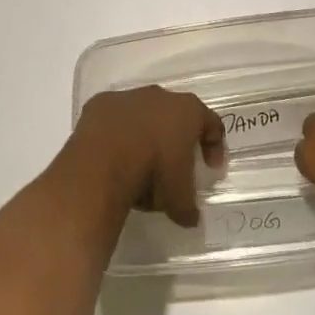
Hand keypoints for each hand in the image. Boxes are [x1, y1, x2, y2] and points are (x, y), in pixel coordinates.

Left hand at [64, 86, 225, 226]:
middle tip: (173, 163)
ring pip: (143, 113)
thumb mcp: (178, 198)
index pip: (212, 124)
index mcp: (188, 111)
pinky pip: (114, 117)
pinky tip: (112, 154)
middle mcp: (160, 96)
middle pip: (176, 114)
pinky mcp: (101, 102)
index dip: (214, 146)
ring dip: (144, 133)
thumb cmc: (153, 173)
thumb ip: (188, 207)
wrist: (103, 161)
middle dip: (176, 137)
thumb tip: (190, 219)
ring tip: (138, 161)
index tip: (211, 167)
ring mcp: (128, 96)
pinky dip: (116, 132)